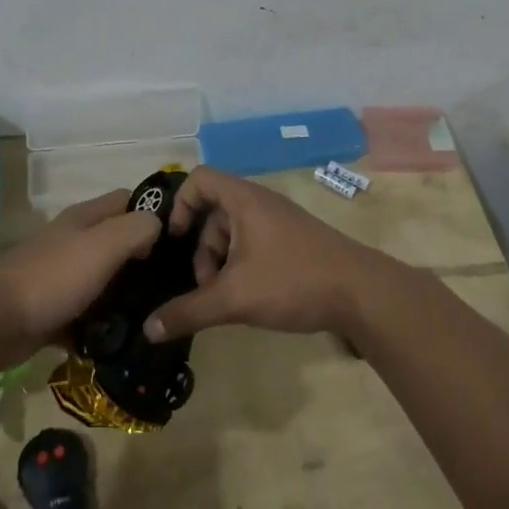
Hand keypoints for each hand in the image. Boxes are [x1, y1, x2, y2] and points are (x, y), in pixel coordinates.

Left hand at [0, 190, 159, 369]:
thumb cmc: (52, 278)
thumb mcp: (103, 245)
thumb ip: (137, 229)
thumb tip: (158, 226)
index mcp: (84, 218)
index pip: (128, 200)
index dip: (154, 212)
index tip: (181, 238)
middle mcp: (73, 241)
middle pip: (118, 242)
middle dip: (144, 260)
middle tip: (174, 284)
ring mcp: (60, 277)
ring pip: (104, 281)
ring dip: (125, 297)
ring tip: (156, 314)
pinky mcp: (51, 311)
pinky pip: (86, 316)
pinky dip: (101, 326)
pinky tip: (122, 341)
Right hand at [141, 166, 389, 341]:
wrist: (360, 293)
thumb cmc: (292, 280)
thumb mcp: (235, 298)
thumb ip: (189, 311)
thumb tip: (149, 329)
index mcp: (244, 200)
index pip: (200, 179)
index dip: (180, 204)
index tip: (174, 241)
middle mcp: (260, 203)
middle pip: (214, 212)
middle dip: (202, 249)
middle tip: (204, 285)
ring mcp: (279, 222)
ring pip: (234, 232)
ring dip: (221, 262)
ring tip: (226, 299)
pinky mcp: (293, 242)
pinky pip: (254, 243)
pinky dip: (242, 266)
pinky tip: (248, 298)